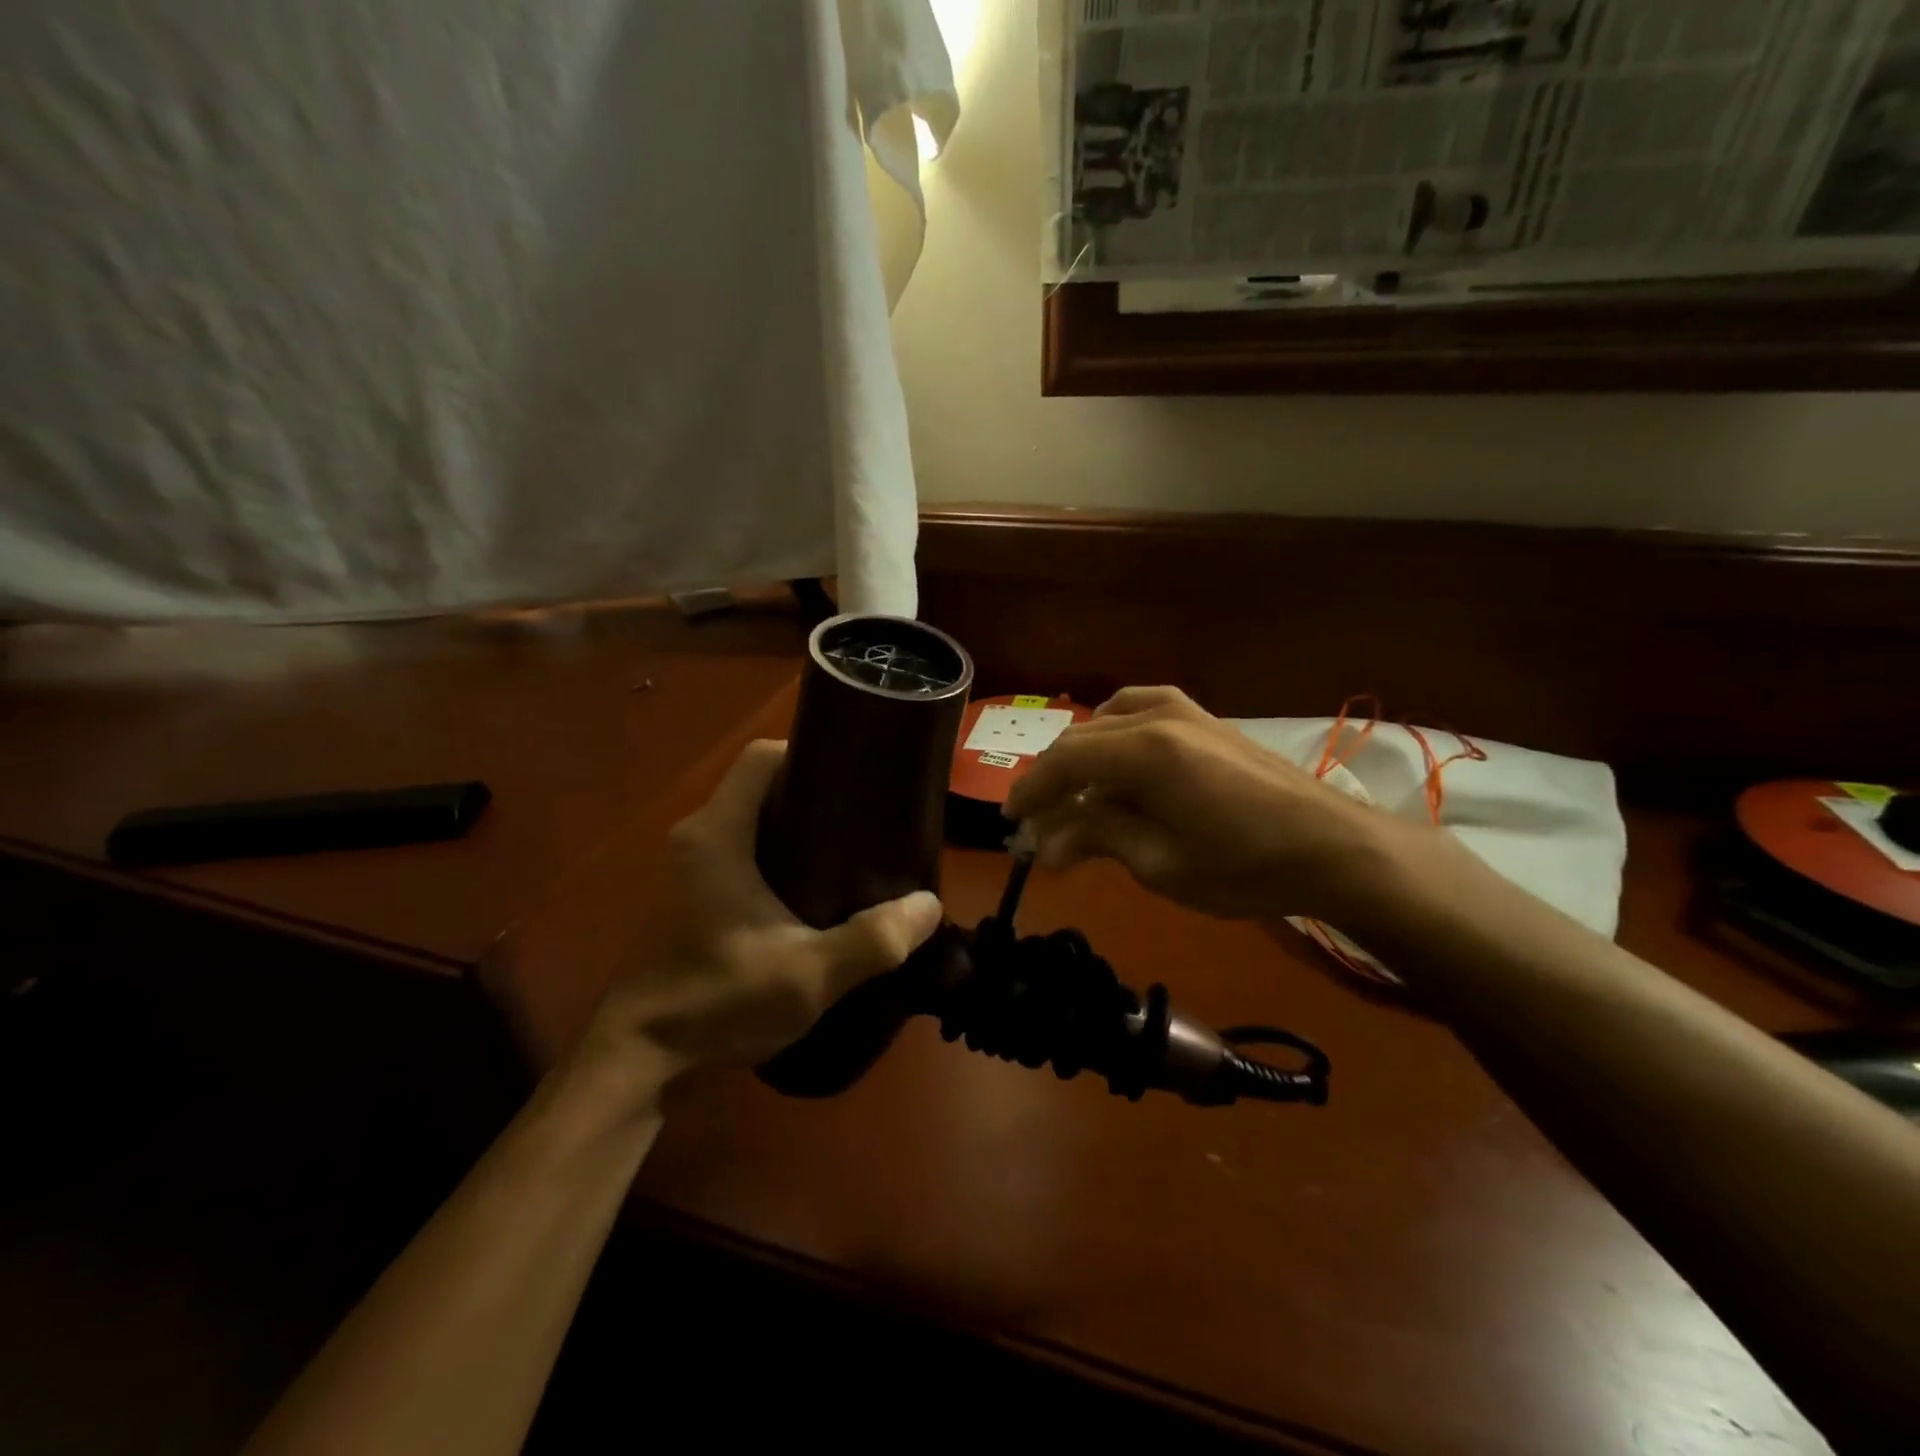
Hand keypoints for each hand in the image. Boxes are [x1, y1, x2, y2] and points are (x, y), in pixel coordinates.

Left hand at [569, 740, 943, 1093]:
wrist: (639, 1059)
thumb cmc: (717, 1001)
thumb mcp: (808, 975)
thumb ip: (873, 940)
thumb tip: (929, 905)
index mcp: (718, 834)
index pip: (760, 758)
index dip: (808, 753)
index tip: (855, 777)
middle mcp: (698, 837)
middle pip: (760, 787)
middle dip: (814, 795)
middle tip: (866, 819)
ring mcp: (689, 867)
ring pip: (751, 821)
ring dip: (795, 828)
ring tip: (850, 853)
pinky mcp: (690, 895)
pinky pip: (740, 851)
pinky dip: (776, 855)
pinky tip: (813, 891)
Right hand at [1003, 687, 1389, 923]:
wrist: (1333, 847)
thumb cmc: (1244, 865)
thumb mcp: (1160, 862)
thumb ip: (1098, 837)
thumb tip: (1046, 842)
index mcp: (1143, 750)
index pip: (1064, 760)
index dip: (1031, 791)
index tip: (1013, 823)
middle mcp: (1157, 717)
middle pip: (1082, 739)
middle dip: (1054, 781)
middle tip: (1039, 823)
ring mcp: (1185, 711)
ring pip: (1108, 722)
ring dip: (1083, 757)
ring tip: (1075, 795)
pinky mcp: (1205, 719)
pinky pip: (1141, 712)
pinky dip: (1115, 735)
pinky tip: (1118, 759)